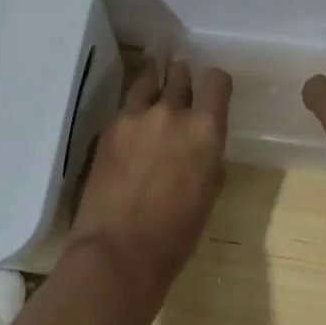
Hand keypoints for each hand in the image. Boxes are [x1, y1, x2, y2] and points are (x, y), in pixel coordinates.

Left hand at [70, 56, 232, 295]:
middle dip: (182, 74)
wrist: (118, 251)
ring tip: (152, 85)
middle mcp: (172, 112)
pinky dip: (131, 110)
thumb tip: (201, 149)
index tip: (214, 88)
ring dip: (153, 81)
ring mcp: (135, 117)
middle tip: (180, 76)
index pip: (217, 81)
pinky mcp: (108, 128)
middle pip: (179, 73)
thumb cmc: (175, 235)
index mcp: (206, 130)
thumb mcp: (207, 195)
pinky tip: (130, 123)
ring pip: (147, 81)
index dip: (217, 82)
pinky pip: (124, 107)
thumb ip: (208, 160)